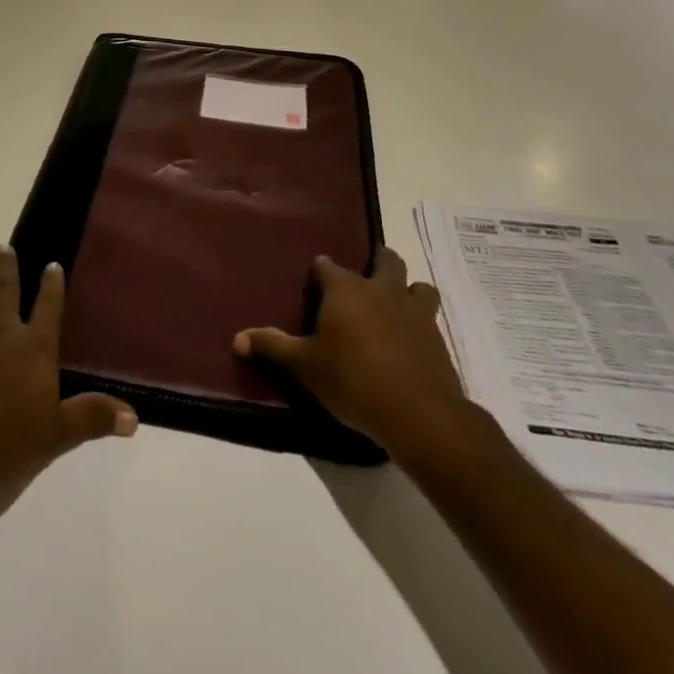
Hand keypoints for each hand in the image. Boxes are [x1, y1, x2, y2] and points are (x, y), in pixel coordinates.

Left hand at [0, 244, 135, 522]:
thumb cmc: (3, 451)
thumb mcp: (55, 438)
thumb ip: (92, 418)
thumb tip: (135, 417)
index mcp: (34, 349)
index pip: (48, 307)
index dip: (51, 285)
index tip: (52, 265)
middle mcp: (1, 332)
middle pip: (5, 291)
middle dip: (7, 268)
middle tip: (4, 248)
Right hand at [234, 247, 474, 461]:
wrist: (419, 414)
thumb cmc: (353, 381)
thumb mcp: (305, 366)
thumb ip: (273, 346)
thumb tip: (236, 338)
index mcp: (346, 290)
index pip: (328, 266)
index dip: (320, 271)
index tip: (315, 279)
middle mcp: (381, 290)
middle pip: (385, 260)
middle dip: (378, 260)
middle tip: (368, 271)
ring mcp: (414, 312)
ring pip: (418, 285)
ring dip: (409, 289)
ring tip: (398, 303)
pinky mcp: (437, 338)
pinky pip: (431, 317)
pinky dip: (422, 322)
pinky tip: (413, 340)